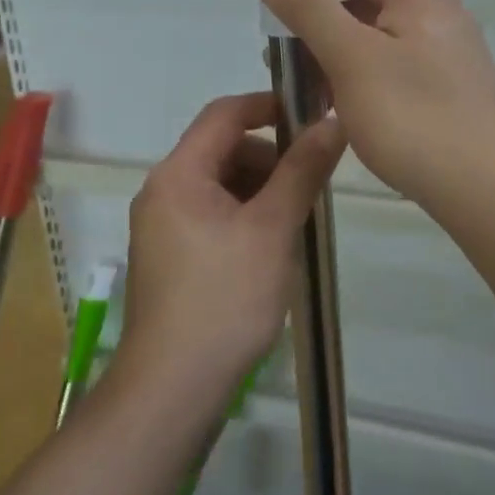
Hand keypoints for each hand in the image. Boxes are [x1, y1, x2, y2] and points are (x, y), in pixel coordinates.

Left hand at [122, 92, 345, 396]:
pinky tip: (271, 249)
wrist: (173, 389)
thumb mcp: (273, 228)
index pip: (224, 113)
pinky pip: (211, 216)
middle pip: (222, 150)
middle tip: (311, 184)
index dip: (268, 106)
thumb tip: (332, 122)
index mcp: (179, 174)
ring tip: (296, 222)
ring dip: (260, 190)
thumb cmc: (225, 298)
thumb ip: (302, 170)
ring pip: (220, 186)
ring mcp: (162, 228)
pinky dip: (244, 218)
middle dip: (270, 158)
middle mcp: (162, 192)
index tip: (312, 115)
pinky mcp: (170, 258)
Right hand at [253, 0, 494, 215]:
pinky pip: (399, 67)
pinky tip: (346, 110)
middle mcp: (442, 13)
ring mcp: (451, 53)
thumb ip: (310, 10)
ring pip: (383, 38)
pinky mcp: (453, 89)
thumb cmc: (413, 116)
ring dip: (341, 53)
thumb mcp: (351, 58)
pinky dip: (366, 77)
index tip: (278, 4)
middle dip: (323, 21)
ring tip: (308, 88)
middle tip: (285, 55)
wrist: (487, 188)